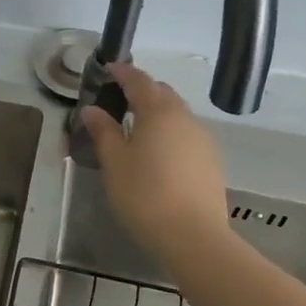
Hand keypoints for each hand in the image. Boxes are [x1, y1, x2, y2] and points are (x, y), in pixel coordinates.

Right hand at [81, 62, 233, 261]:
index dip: (123, 72)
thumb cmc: (145, 194)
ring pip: (177, 114)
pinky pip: (187, 134)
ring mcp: (203, 138)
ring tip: (137, 129)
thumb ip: (103, 131)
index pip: (139, 80)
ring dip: (157, 113)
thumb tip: (92, 110)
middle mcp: (185, 117)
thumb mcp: (114, 162)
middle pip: (162, 93)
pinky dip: (171, 133)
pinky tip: (159, 153)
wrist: (194, 236)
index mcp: (158, 111)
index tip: (108, 68)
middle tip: (118, 101)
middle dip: (141, 91)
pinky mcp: (212, 160)